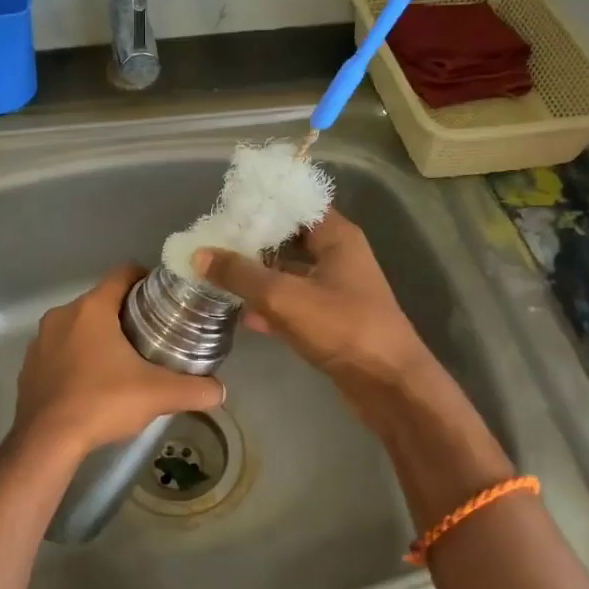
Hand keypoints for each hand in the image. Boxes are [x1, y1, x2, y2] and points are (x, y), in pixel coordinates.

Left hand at [11, 264, 225, 458]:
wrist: (46, 442)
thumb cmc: (102, 402)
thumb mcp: (157, 395)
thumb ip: (194, 390)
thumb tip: (220, 392)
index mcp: (91, 308)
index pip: (122, 273)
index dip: (146, 279)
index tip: (165, 297)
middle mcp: (62, 315)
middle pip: (101, 301)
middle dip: (126, 312)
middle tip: (153, 333)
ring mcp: (40, 341)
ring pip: (78, 326)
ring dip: (99, 336)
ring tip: (124, 359)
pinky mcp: (29, 366)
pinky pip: (59, 350)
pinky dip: (77, 357)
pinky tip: (93, 382)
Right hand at [195, 210, 430, 393]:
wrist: (389, 384)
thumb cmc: (343, 327)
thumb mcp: (284, 296)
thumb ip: (240, 274)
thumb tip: (200, 254)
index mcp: (336, 237)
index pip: (298, 204)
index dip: (264, 203)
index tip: (227, 207)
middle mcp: (337, 257)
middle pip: (288, 239)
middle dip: (252, 241)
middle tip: (212, 241)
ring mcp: (333, 291)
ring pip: (287, 274)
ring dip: (256, 275)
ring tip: (216, 273)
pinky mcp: (328, 321)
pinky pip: (291, 304)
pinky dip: (268, 306)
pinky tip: (239, 314)